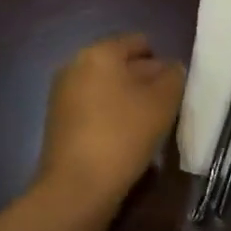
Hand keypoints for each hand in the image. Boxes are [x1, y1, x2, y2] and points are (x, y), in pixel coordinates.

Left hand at [36, 34, 185, 209]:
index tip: (173, 90)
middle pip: (120, 63)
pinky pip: (92, 107)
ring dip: (127, 100)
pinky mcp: (58, 120)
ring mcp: (63, 93)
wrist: (76, 188)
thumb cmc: (122, 135)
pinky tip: (122, 140)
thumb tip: (172, 69)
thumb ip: (173, 78)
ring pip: (106, 87)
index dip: (161, 62)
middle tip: (164, 109)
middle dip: (144, 81)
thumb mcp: (162, 103)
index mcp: (100, 52)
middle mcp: (76, 64)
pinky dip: (109, 116)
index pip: (138, 42)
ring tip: (145, 127)